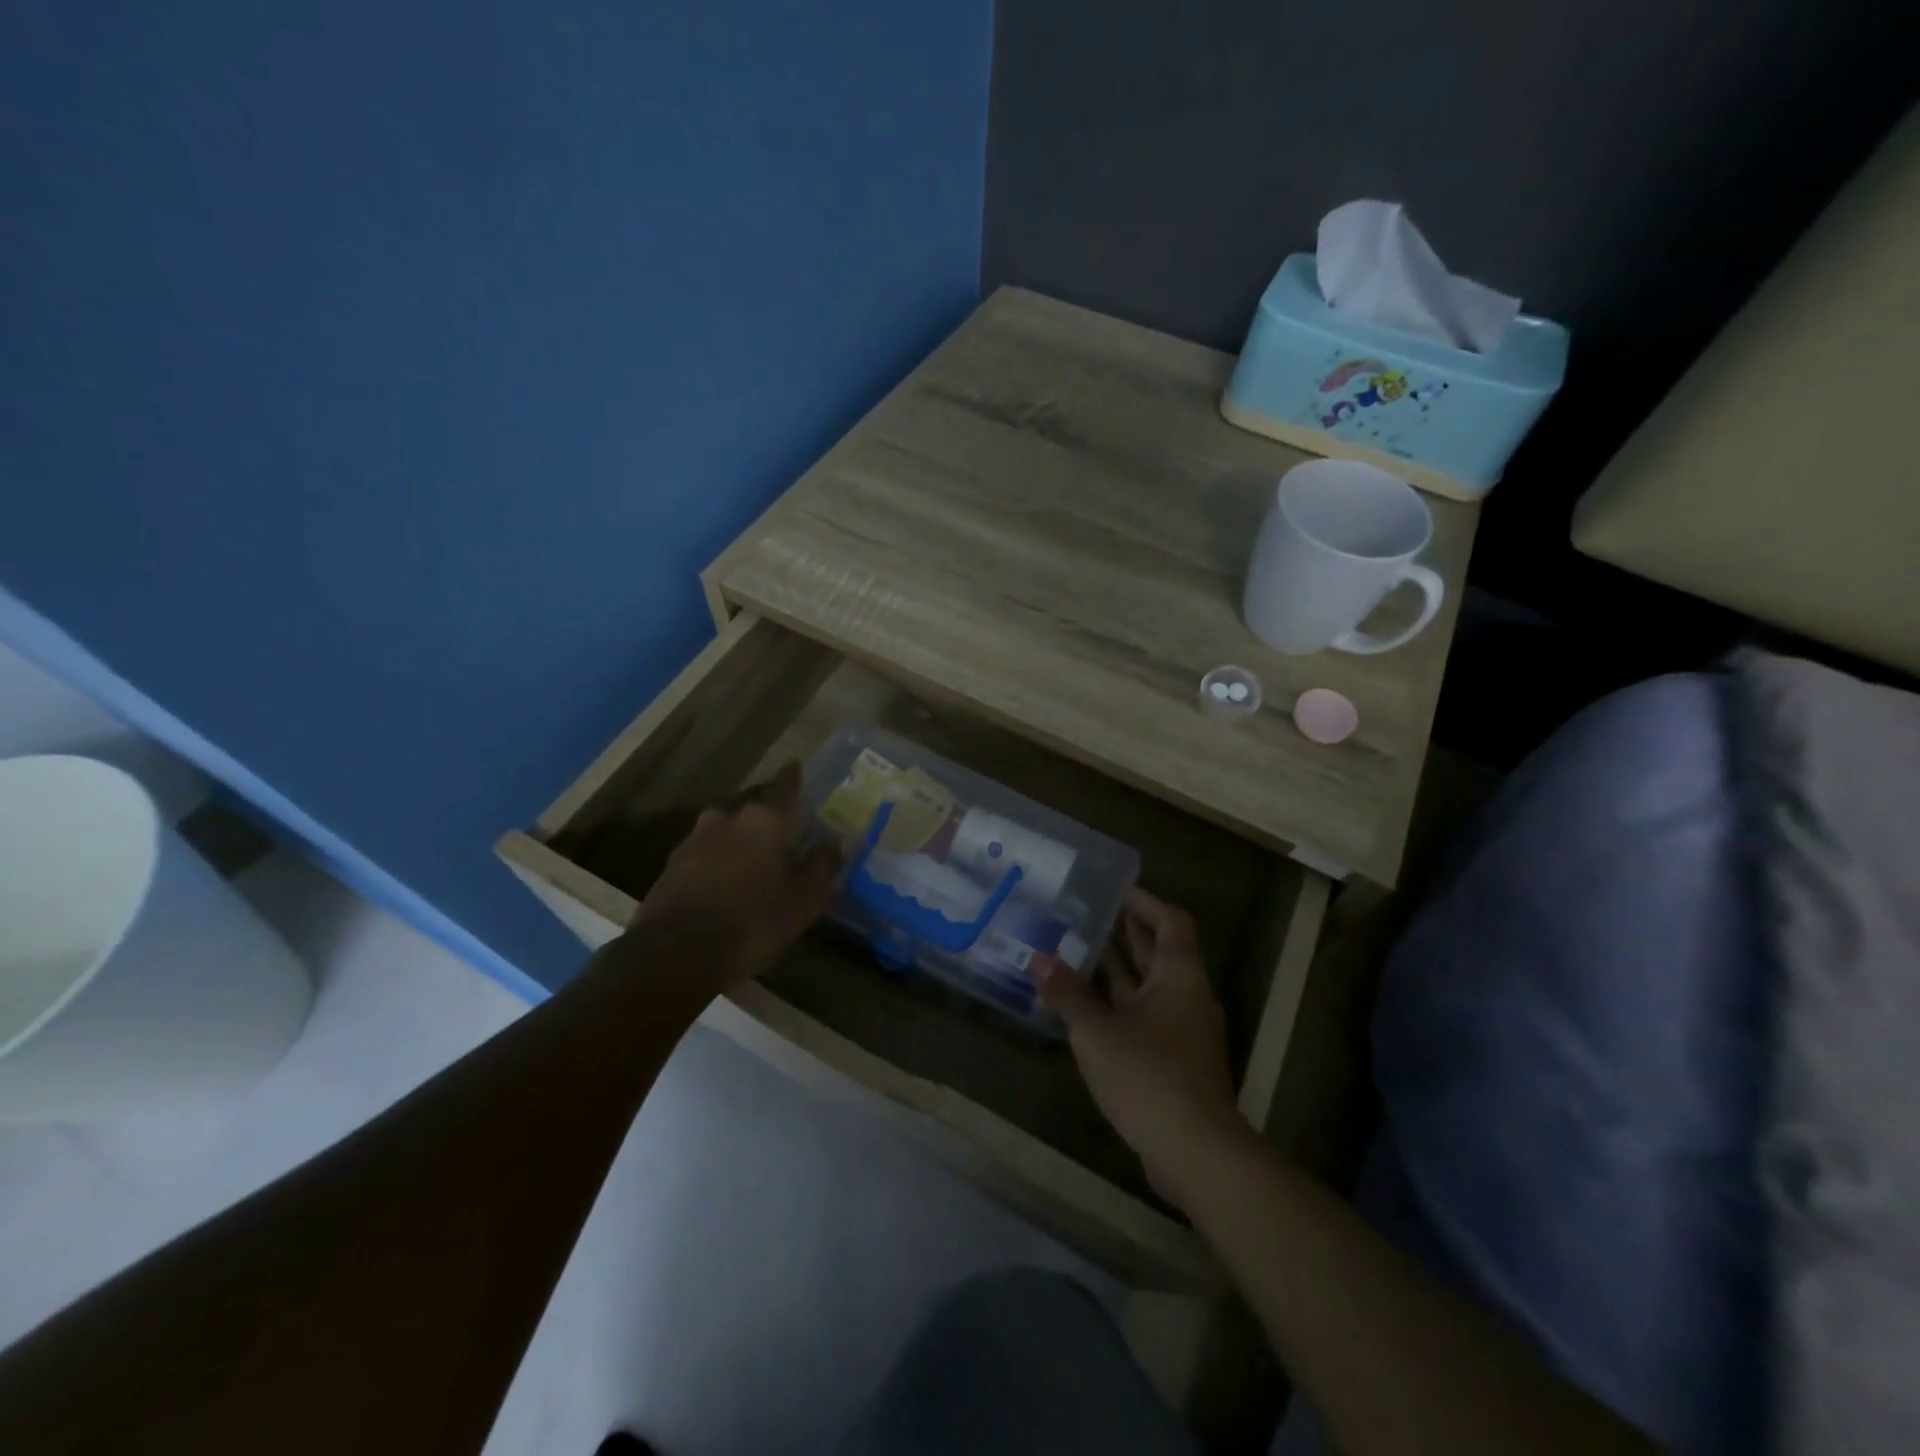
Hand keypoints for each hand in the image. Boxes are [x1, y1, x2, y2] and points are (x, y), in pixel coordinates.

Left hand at [633, 762, 841, 989]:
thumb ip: (823, 866)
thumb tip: (842, 839)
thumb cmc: (753, 922)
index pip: (785, 786)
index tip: (797, 766)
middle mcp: (729, 818)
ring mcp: (696, 840)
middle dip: (768, 816)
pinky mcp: (673, 865)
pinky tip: (725, 878)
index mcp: (765, 820)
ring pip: (726, 828)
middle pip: (754, 808)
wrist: (675, 953)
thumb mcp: (803, 901)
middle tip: (784, 829)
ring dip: (740, 837)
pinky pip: (705, 851)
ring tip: (753, 856)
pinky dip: (718, 858)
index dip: (793, 778)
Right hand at [1032, 888, 1246, 1209]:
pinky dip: (1122, 1003)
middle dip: (1128, 932)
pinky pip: (1148, 1016)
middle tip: (1090, 914)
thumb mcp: (1096, 1031)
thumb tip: (1039, 958)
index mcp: (1179, 977)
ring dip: (1121, 969)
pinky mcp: (1177, 1061)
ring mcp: (1185, 1032)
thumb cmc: (1148, 1076)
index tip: (1115, 891)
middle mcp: (1188, 997)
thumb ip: (1067, 993)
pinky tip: (1090, 1007)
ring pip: (1152, 987)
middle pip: (1161, 952)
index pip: (1170, 922)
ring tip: (1082, 951)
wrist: (1196, 1152)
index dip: (1145, 903)